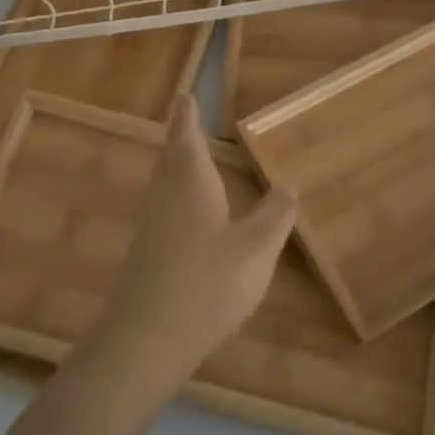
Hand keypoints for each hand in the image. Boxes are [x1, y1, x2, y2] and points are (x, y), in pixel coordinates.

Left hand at [95, 96, 295, 386]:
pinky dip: (176, 193)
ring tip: (190, 157)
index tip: (185, 96)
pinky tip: (189, 213)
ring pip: (164, 180)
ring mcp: (152, 225)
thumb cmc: (206, 284)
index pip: (186, 137)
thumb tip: (287, 183)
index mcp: (191, 183)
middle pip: (171, 155)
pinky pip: (164, 205)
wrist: (147, 339)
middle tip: (185, 118)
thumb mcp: (256, 250)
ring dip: (176, 163)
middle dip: (180, 136)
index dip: (186, 116)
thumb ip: (275, 215)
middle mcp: (166, 195)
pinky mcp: (147, 251)